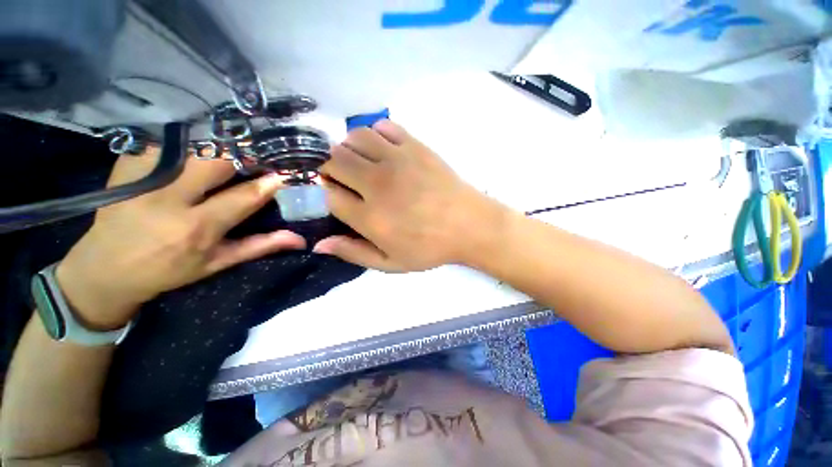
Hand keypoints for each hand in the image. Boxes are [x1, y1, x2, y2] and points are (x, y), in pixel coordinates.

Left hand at [56, 148, 305, 328]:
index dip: (270, 183)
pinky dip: (184, 140)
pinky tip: (194, 146)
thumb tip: (299, 239)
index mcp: (197, 228)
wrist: (105, 269)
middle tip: (258, 154)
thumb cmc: (168, 270)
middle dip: (243, 154)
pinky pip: (163, 141)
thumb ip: (260, 246)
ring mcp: (143, 179)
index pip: (245, 196)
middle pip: (215, 161)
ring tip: (231, 148)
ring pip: (190, 146)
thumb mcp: (218, 263)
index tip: (285, 173)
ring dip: (216, 145)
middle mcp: (169, 200)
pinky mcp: (125, 166)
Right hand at [315, 120, 504, 271]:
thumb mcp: (392, 263)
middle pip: (334, 160)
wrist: (470, 225)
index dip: (325, 193)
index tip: (334, 195)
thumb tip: (319, 244)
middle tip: (342, 177)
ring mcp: (397, 161)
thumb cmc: (431, 247)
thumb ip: (354, 253)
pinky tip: (382, 148)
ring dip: (349, 147)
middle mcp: (377, 184)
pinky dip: (375, 134)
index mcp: (370, 217)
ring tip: (359, 161)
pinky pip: (384, 127)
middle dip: (329, 166)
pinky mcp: (415, 146)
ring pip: (355, 137)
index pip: (328, 194)